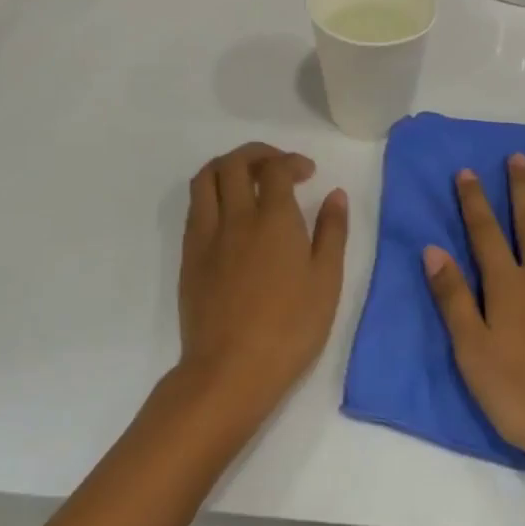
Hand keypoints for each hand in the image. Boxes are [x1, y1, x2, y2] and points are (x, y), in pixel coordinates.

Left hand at [176, 142, 348, 432]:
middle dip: (258, 154)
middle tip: (277, 166)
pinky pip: (195, 207)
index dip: (292, 162)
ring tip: (247, 178)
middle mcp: (236, 216)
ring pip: (206, 178)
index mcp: (274, 218)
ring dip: (228, 166)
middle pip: (235, 163)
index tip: (307, 173)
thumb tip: (335, 194)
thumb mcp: (327, 282)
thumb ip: (332, 232)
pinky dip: (212, 193)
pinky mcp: (189, 256)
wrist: (229, 371)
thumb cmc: (289, 328)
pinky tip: (228, 212)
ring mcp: (207, 235)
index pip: (276, 169)